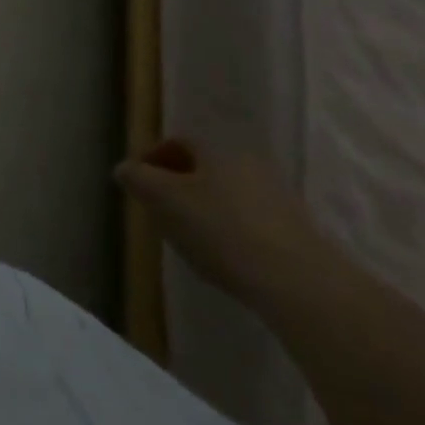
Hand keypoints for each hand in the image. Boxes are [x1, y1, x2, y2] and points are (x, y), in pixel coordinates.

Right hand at [115, 139, 332, 306]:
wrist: (300, 283)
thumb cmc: (221, 230)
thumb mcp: (164, 201)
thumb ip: (138, 180)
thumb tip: (124, 168)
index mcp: (217, 149)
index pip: (178, 141)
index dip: (153, 158)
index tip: (138, 184)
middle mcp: (249, 163)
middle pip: (204, 167)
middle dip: (178, 185)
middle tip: (160, 211)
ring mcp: (277, 197)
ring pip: (227, 194)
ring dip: (205, 209)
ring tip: (190, 239)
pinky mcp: (296, 231)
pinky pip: (250, 220)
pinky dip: (230, 230)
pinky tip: (224, 257)